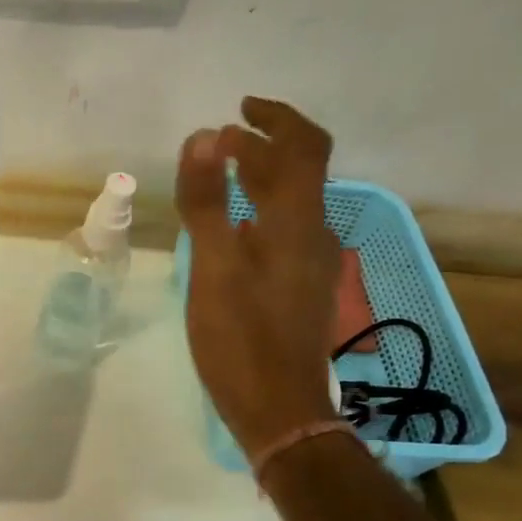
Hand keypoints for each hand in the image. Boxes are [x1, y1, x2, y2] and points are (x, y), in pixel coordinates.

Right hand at [176, 97, 341, 458]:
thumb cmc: (242, 338)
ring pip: (294, 205)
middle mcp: (316, 237)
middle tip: (222, 143)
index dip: (276, 119)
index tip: (238, 111)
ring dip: (264, 180)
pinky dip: (262, 213)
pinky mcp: (302, 291)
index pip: (304, 148)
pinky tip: (235, 232)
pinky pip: (287, 233)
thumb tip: (205, 135)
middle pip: (301, 174)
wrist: (279, 409)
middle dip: (265, 148)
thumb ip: (208, 202)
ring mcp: (313, 267)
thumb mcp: (214, 267)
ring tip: (224, 179)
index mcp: (299, 223)